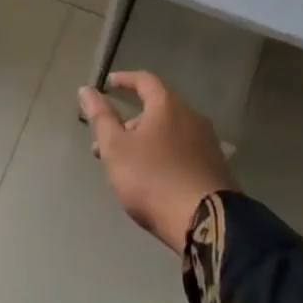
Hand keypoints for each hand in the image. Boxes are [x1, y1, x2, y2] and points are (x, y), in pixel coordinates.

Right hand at [79, 71, 236, 254]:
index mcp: (168, 106)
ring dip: (145, 142)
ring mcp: (208, 143)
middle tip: (108, 143)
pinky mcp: (216, 168)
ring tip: (126, 166)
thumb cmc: (153, 179)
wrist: (206, 222)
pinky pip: (183, 151)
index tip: (110, 83)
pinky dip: (164, 155)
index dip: (126, 80)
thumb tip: (86, 89)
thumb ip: (101, 118)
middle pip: (157, 109)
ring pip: (169, 133)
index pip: (145, 80)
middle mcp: (192, 117)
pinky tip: (153, 178)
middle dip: (130, 123)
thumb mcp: (116, 149)